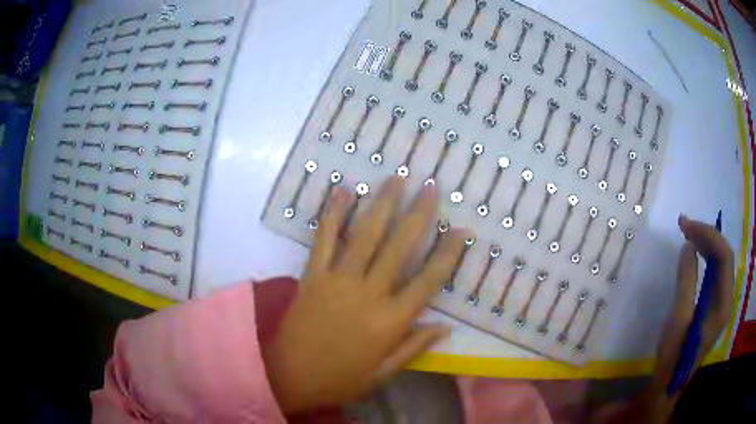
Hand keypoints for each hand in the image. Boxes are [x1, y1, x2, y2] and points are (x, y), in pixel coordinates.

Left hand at [262, 177, 465, 413]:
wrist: (289, 376)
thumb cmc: (340, 379)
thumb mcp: (383, 373)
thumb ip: (414, 347)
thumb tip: (446, 327)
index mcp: (390, 322)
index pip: (428, 281)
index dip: (448, 253)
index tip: (462, 230)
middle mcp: (368, 295)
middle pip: (399, 247)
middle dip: (418, 215)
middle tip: (430, 187)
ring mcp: (337, 281)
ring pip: (365, 236)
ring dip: (382, 205)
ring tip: (396, 180)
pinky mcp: (312, 276)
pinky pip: (324, 240)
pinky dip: (333, 215)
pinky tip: (343, 192)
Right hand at [636, 215, 733, 421]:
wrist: (669, 381)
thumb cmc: (674, 354)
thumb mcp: (679, 318)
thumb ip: (686, 280)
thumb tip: (688, 246)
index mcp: (723, 303)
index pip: (724, 257)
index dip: (709, 236)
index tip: (687, 226)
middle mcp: (727, 298)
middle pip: (724, 256)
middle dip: (707, 236)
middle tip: (685, 225)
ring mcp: (721, 301)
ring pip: (720, 262)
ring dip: (706, 244)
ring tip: (688, 233)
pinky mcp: (714, 304)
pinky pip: (715, 272)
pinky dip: (705, 258)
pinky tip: (695, 252)